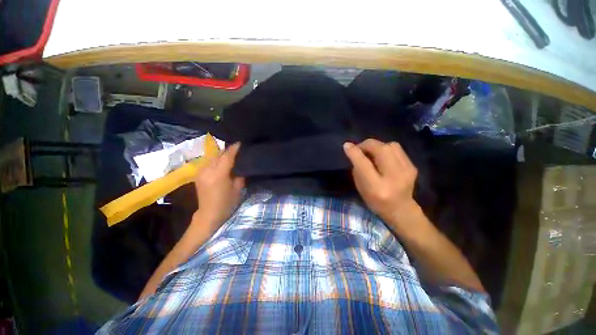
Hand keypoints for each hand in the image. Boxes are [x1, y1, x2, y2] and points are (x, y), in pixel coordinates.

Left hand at [193, 143, 244, 230]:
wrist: (209, 214)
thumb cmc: (227, 203)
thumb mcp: (238, 189)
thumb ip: (239, 175)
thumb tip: (240, 165)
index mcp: (219, 174)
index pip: (227, 156)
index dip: (234, 148)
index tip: (240, 142)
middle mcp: (208, 170)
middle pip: (218, 154)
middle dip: (227, 150)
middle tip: (237, 148)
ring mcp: (201, 172)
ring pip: (212, 157)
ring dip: (221, 154)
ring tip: (230, 154)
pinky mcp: (198, 175)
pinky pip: (207, 162)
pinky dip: (215, 160)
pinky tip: (221, 161)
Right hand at [343, 139, 418, 225]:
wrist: (401, 210)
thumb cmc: (376, 202)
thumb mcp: (361, 188)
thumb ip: (357, 169)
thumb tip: (353, 150)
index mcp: (377, 187)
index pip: (364, 164)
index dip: (354, 152)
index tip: (347, 145)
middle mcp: (394, 177)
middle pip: (381, 149)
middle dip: (367, 145)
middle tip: (360, 149)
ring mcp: (407, 171)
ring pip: (391, 146)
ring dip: (377, 146)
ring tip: (371, 152)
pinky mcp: (412, 166)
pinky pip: (397, 149)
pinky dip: (386, 149)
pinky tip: (382, 156)